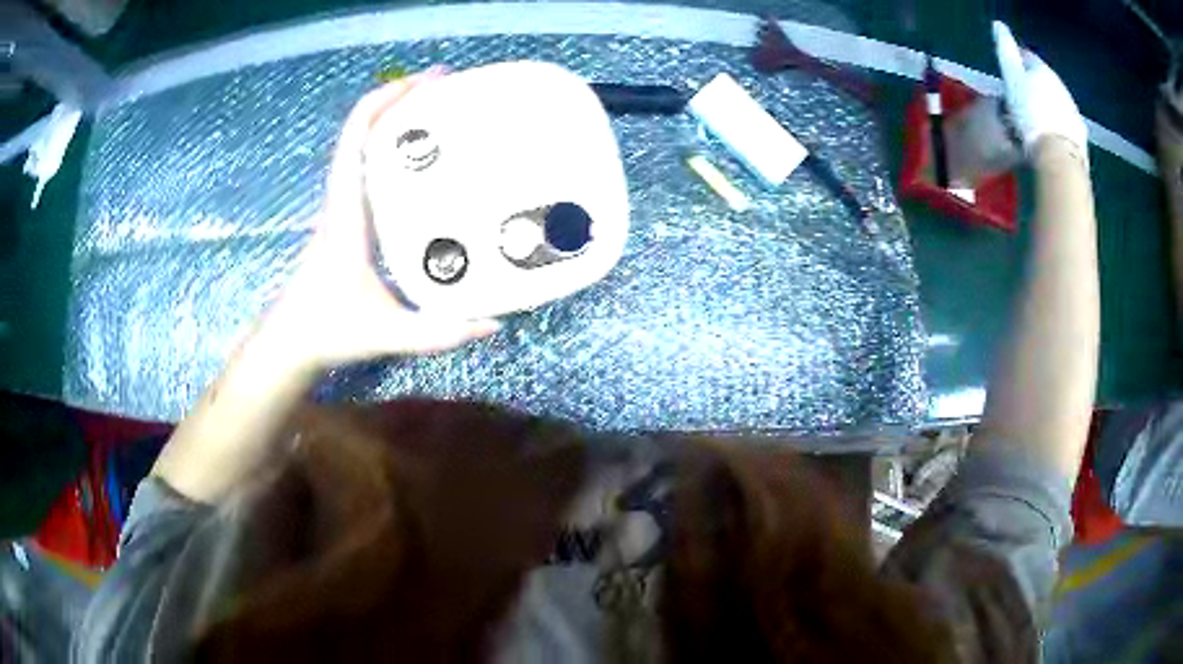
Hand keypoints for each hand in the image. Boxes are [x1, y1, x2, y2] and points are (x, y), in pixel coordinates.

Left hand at [259, 73, 499, 373]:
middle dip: (404, 97)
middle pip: (364, 126)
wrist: (290, 340)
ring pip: (365, 143)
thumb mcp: (390, 335)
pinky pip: (367, 165)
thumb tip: (494, 322)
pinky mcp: (347, 217)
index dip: (390, 98)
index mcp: (348, 212)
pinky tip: (427, 160)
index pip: (357, 135)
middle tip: (453, 90)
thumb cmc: (330, 331)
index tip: (432, 81)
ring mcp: (342, 205)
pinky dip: (394, 147)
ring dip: (399, 118)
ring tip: (446, 112)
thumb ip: (441, 332)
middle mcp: (342, 198)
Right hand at [992, 21, 1087, 156]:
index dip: (1018, 61)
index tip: (1011, 70)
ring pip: (1058, 101)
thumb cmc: (1031, 113)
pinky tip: (1053, 134)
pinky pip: (1067, 124)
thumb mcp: (1012, 77)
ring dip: (1049, 105)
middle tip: (1024, 95)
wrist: (1059, 156)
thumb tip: (998, 25)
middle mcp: (1061, 86)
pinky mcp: (1080, 136)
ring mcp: (1073, 112)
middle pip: (1046, 80)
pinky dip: (1060, 125)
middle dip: (1036, 85)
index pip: (1028, 57)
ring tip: (1039, 117)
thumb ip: (1006, 50)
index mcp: (1043, 70)